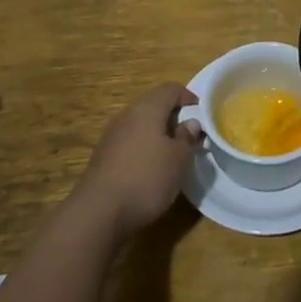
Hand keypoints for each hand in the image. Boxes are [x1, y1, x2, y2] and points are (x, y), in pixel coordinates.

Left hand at [71, 83, 201, 238]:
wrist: (99, 212)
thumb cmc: (147, 178)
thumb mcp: (179, 159)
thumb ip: (187, 138)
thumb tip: (190, 123)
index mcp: (147, 108)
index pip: (170, 89)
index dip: (188, 97)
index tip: (201, 112)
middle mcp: (127, 115)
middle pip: (153, 105)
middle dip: (173, 116)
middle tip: (189, 135)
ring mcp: (112, 135)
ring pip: (140, 124)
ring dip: (158, 134)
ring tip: (173, 154)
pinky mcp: (103, 156)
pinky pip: (130, 142)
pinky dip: (144, 148)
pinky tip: (150, 169)